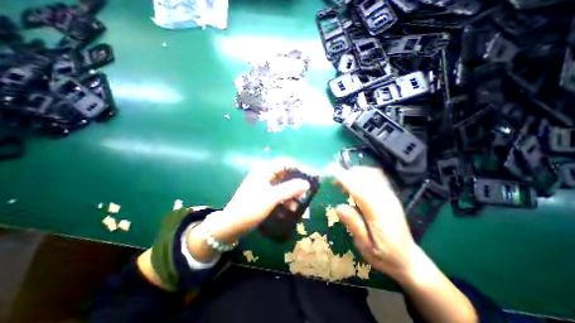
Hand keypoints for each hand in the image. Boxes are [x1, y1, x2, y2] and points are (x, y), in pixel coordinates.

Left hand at [189, 163, 309, 260]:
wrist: (232, 226)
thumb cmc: (250, 208)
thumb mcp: (271, 198)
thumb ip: (289, 189)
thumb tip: (307, 183)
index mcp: (264, 171)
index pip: (284, 164)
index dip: (297, 168)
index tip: (307, 178)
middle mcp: (265, 176)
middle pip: (285, 175)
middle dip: (296, 183)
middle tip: (305, 192)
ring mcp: (265, 187)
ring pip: (283, 186)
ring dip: (292, 193)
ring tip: (300, 203)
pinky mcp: (265, 197)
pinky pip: (279, 194)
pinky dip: (286, 200)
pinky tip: (292, 208)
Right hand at [333, 168, 418, 281]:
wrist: (410, 260)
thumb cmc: (385, 256)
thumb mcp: (366, 248)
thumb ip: (354, 226)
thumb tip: (338, 206)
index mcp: (380, 216)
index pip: (360, 191)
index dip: (345, 179)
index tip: (331, 171)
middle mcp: (387, 201)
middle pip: (366, 177)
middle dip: (347, 173)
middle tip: (333, 181)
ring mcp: (390, 197)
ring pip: (372, 174)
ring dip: (354, 173)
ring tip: (342, 183)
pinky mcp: (390, 196)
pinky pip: (376, 177)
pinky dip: (363, 175)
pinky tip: (355, 183)